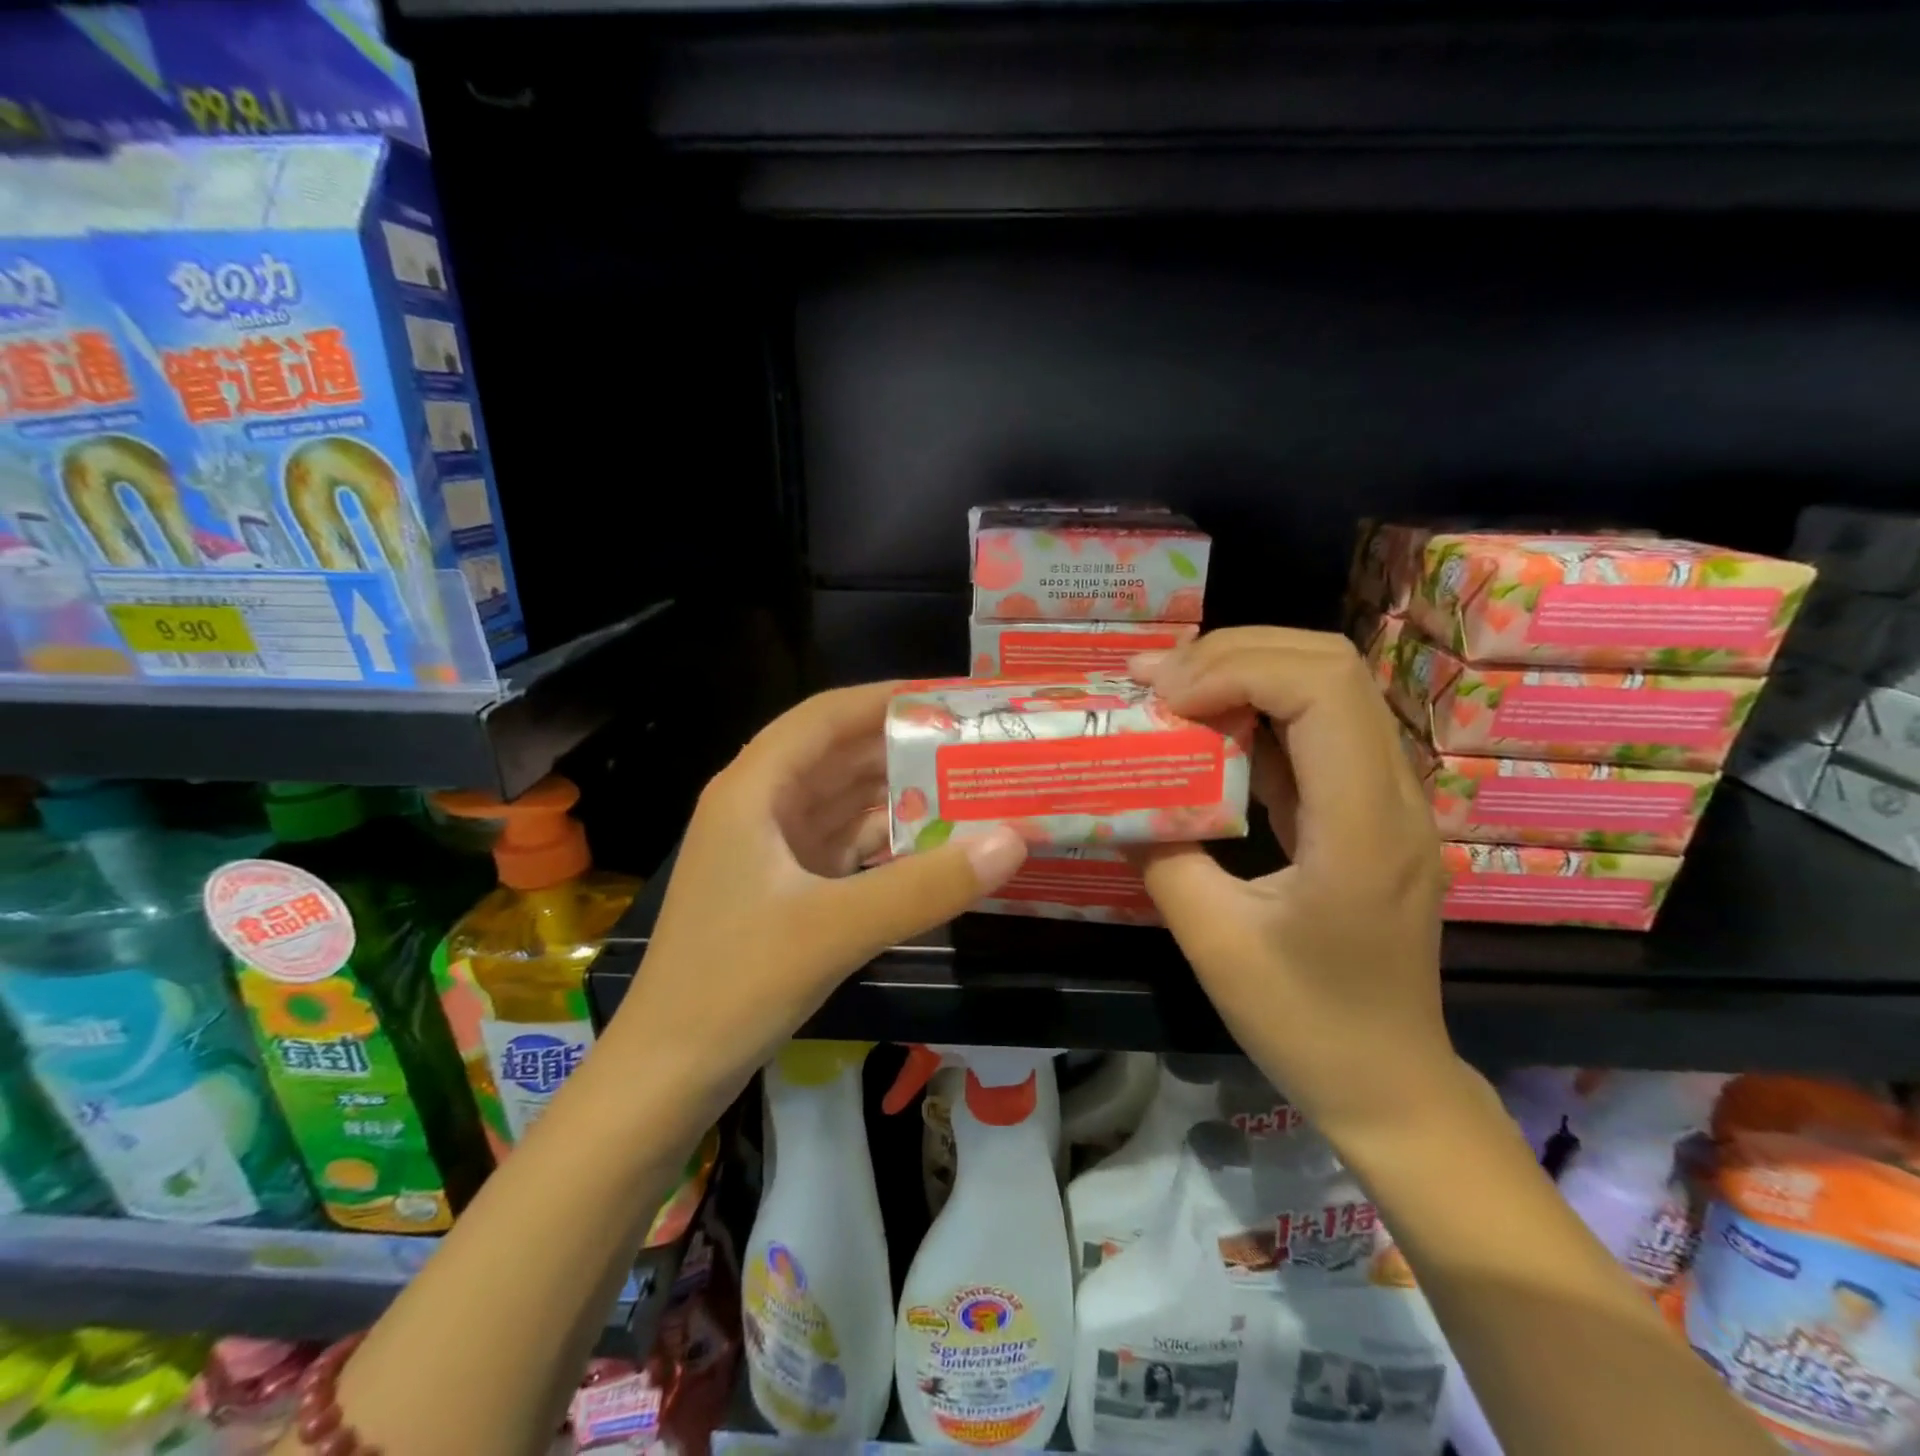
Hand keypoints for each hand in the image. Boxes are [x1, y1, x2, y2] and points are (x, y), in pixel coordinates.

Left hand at [612, 682, 1027, 1092]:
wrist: (665, 1075)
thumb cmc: (733, 986)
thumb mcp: (835, 929)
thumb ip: (926, 885)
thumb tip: (1013, 840)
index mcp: (754, 789)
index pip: (827, 716)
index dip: (888, 698)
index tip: (953, 696)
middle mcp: (759, 806)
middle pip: (840, 756)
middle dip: (905, 749)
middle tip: (978, 745)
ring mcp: (769, 849)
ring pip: (844, 803)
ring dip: (899, 797)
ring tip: (970, 789)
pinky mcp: (782, 888)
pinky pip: (844, 846)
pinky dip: (886, 842)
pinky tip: (934, 847)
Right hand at [1127, 628, 1453, 1145]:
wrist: (1389, 1082)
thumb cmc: (1305, 1023)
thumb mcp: (1213, 942)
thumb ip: (1161, 856)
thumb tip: (1116, 797)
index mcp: (1361, 827)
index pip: (1321, 687)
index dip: (1235, 668)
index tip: (1164, 700)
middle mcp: (1391, 793)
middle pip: (1328, 664)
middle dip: (1232, 653)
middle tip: (1154, 680)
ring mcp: (1386, 798)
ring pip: (1325, 686)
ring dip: (1242, 673)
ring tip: (1167, 691)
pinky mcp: (1365, 808)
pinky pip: (1314, 729)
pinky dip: (1253, 711)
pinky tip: (1201, 729)